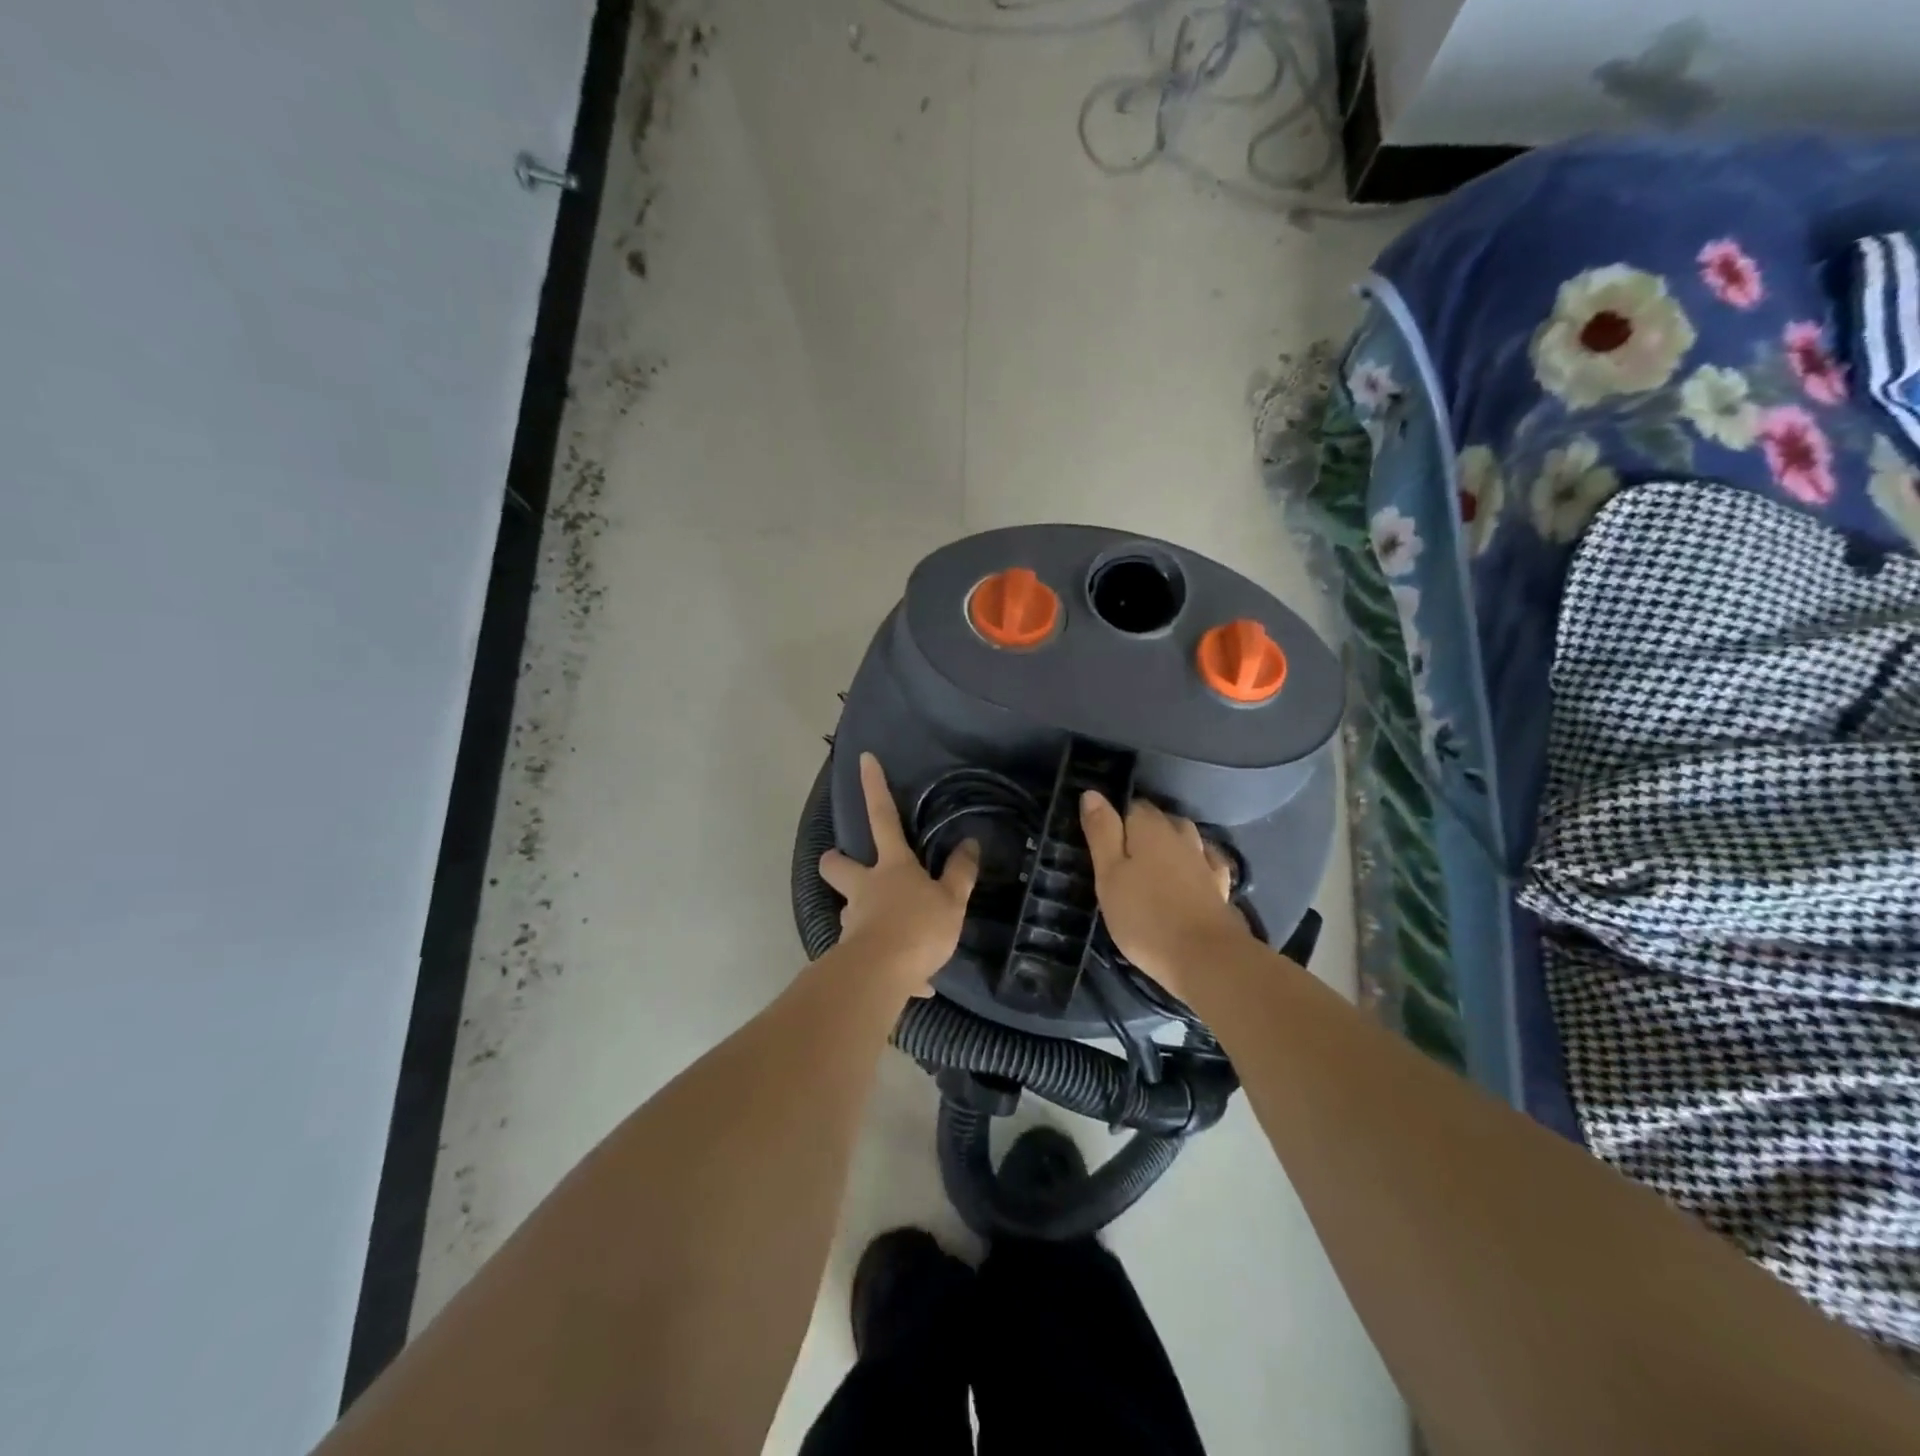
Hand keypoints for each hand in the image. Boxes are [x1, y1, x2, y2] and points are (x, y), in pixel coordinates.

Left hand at [819, 753, 978, 991]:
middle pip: (837, 865)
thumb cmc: (918, 928)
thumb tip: (970, 844)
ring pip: (852, 909)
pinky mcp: (852, 954)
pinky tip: (914, 981)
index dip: (874, 787)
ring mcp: (854, 920)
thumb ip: (960, 873)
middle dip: (835, 860)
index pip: (883, 817)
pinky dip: (891, 962)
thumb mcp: (951, 900)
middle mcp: (865, 888)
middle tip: (844, 863)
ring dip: (868, 915)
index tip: (863, 758)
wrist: (881, 977)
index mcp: (891, 867)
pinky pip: (872, 953)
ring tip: (899, 937)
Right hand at [1080, 792, 1249, 1000]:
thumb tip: (1092, 792)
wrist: (1205, 958)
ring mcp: (1204, 859)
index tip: (1101, 839)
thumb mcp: (1108, 875)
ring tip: (1153, 861)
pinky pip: (1206, 861)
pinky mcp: (1220, 885)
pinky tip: (1192, 871)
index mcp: (1149, 828)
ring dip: (1170, 843)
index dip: (1115, 818)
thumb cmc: (1145, 916)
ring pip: (1184, 837)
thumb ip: (1101, 832)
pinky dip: (1196, 862)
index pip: (1130, 806)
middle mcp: (1180, 834)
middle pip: (1159, 820)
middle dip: (1142, 829)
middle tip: (1121, 855)